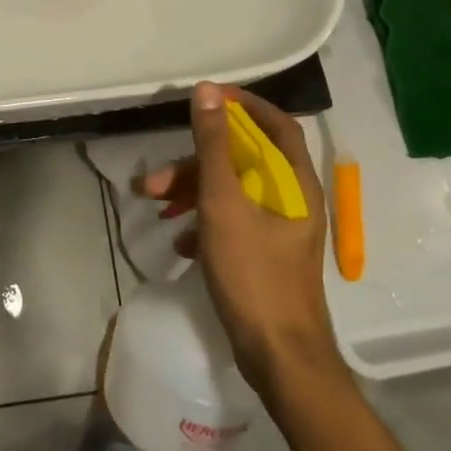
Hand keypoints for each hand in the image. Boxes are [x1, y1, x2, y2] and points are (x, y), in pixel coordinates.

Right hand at [137, 83, 344, 394]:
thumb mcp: (224, 204)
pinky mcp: (266, 255)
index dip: (242, 106)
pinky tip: (181, 242)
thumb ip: (214, 146)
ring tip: (156, 208)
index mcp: (295, 182)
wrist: (280, 359)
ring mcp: (280, 229)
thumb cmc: (254, 275)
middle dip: (195, 162)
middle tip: (155, 179)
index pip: (275, 124)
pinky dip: (204, 222)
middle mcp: (292, 199)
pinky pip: (232, 222)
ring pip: (232, 192)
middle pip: (243, 161)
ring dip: (192, 193)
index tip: (206, 100)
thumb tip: (208, 91)